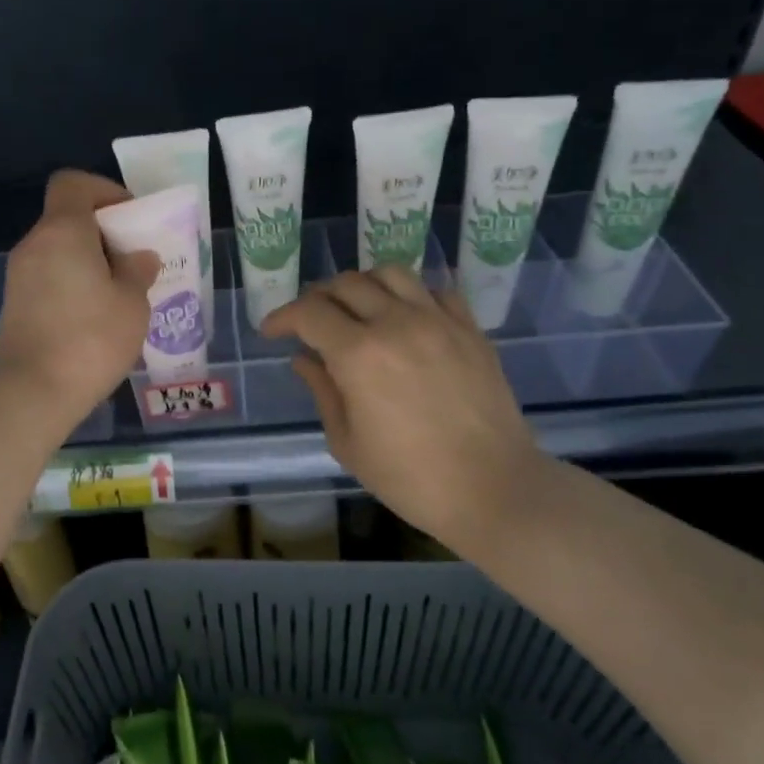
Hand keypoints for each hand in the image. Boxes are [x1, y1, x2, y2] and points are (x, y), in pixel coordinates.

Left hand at [0, 170, 158, 423]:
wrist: (32, 391)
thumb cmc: (91, 339)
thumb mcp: (132, 304)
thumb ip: (138, 271)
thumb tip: (138, 257)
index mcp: (62, 231)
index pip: (73, 183)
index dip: (104, 191)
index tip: (129, 219)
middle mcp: (34, 245)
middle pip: (67, 219)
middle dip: (103, 234)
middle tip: (133, 263)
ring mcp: (19, 276)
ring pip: (58, 252)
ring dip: (88, 263)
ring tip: (119, 296)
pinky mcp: (15, 305)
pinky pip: (49, 279)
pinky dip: (71, 285)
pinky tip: (95, 319)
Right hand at [261, 267, 547, 552]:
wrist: (492, 489)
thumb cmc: (409, 477)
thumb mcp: (347, 442)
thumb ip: (322, 391)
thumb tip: (304, 359)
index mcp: (358, 355)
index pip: (309, 313)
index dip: (282, 317)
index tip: (272, 332)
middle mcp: (396, 323)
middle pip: (346, 284)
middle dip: (317, 298)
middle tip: (309, 322)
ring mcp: (438, 321)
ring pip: (390, 274)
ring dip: (362, 285)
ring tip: (355, 308)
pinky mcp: (470, 330)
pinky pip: (435, 291)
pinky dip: (410, 295)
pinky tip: (404, 317)